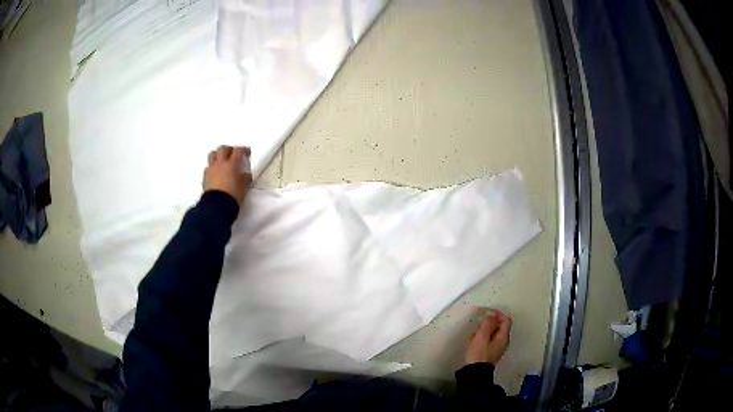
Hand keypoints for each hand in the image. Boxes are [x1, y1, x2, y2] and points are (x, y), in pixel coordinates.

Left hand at [204, 145, 251, 205]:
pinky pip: (208, 166)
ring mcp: (211, 169)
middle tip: (232, 154)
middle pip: (223, 149)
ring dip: (217, 155)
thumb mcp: (243, 187)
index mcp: (232, 164)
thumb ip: (245, 178)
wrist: (217, 206)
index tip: (246, 152)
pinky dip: (212, 166)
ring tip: (221, 160)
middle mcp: (220, 163)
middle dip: (228, 149)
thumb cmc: (233, 195)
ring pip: (212, 154)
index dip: (242, 149)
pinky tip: (215, 172)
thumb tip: (246, 175)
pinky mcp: (205, 176)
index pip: (238, 151)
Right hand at [465, 309, 511, 365]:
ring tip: (475, 331)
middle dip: (490, 322)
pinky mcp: (490, 353)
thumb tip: (491, 313)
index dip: (497, 314)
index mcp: (503, 337)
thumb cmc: (479, 354)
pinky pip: (489, 340)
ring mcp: (497, 348)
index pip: (506, 320)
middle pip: (500, 326)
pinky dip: (483, 337)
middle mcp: (503, 342)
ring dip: (485, 330)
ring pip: (494, 333)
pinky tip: (474, 340)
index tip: (487, 312)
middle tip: (480, 321)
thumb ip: (487, 323)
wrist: (474, 373)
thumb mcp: (482, 336)